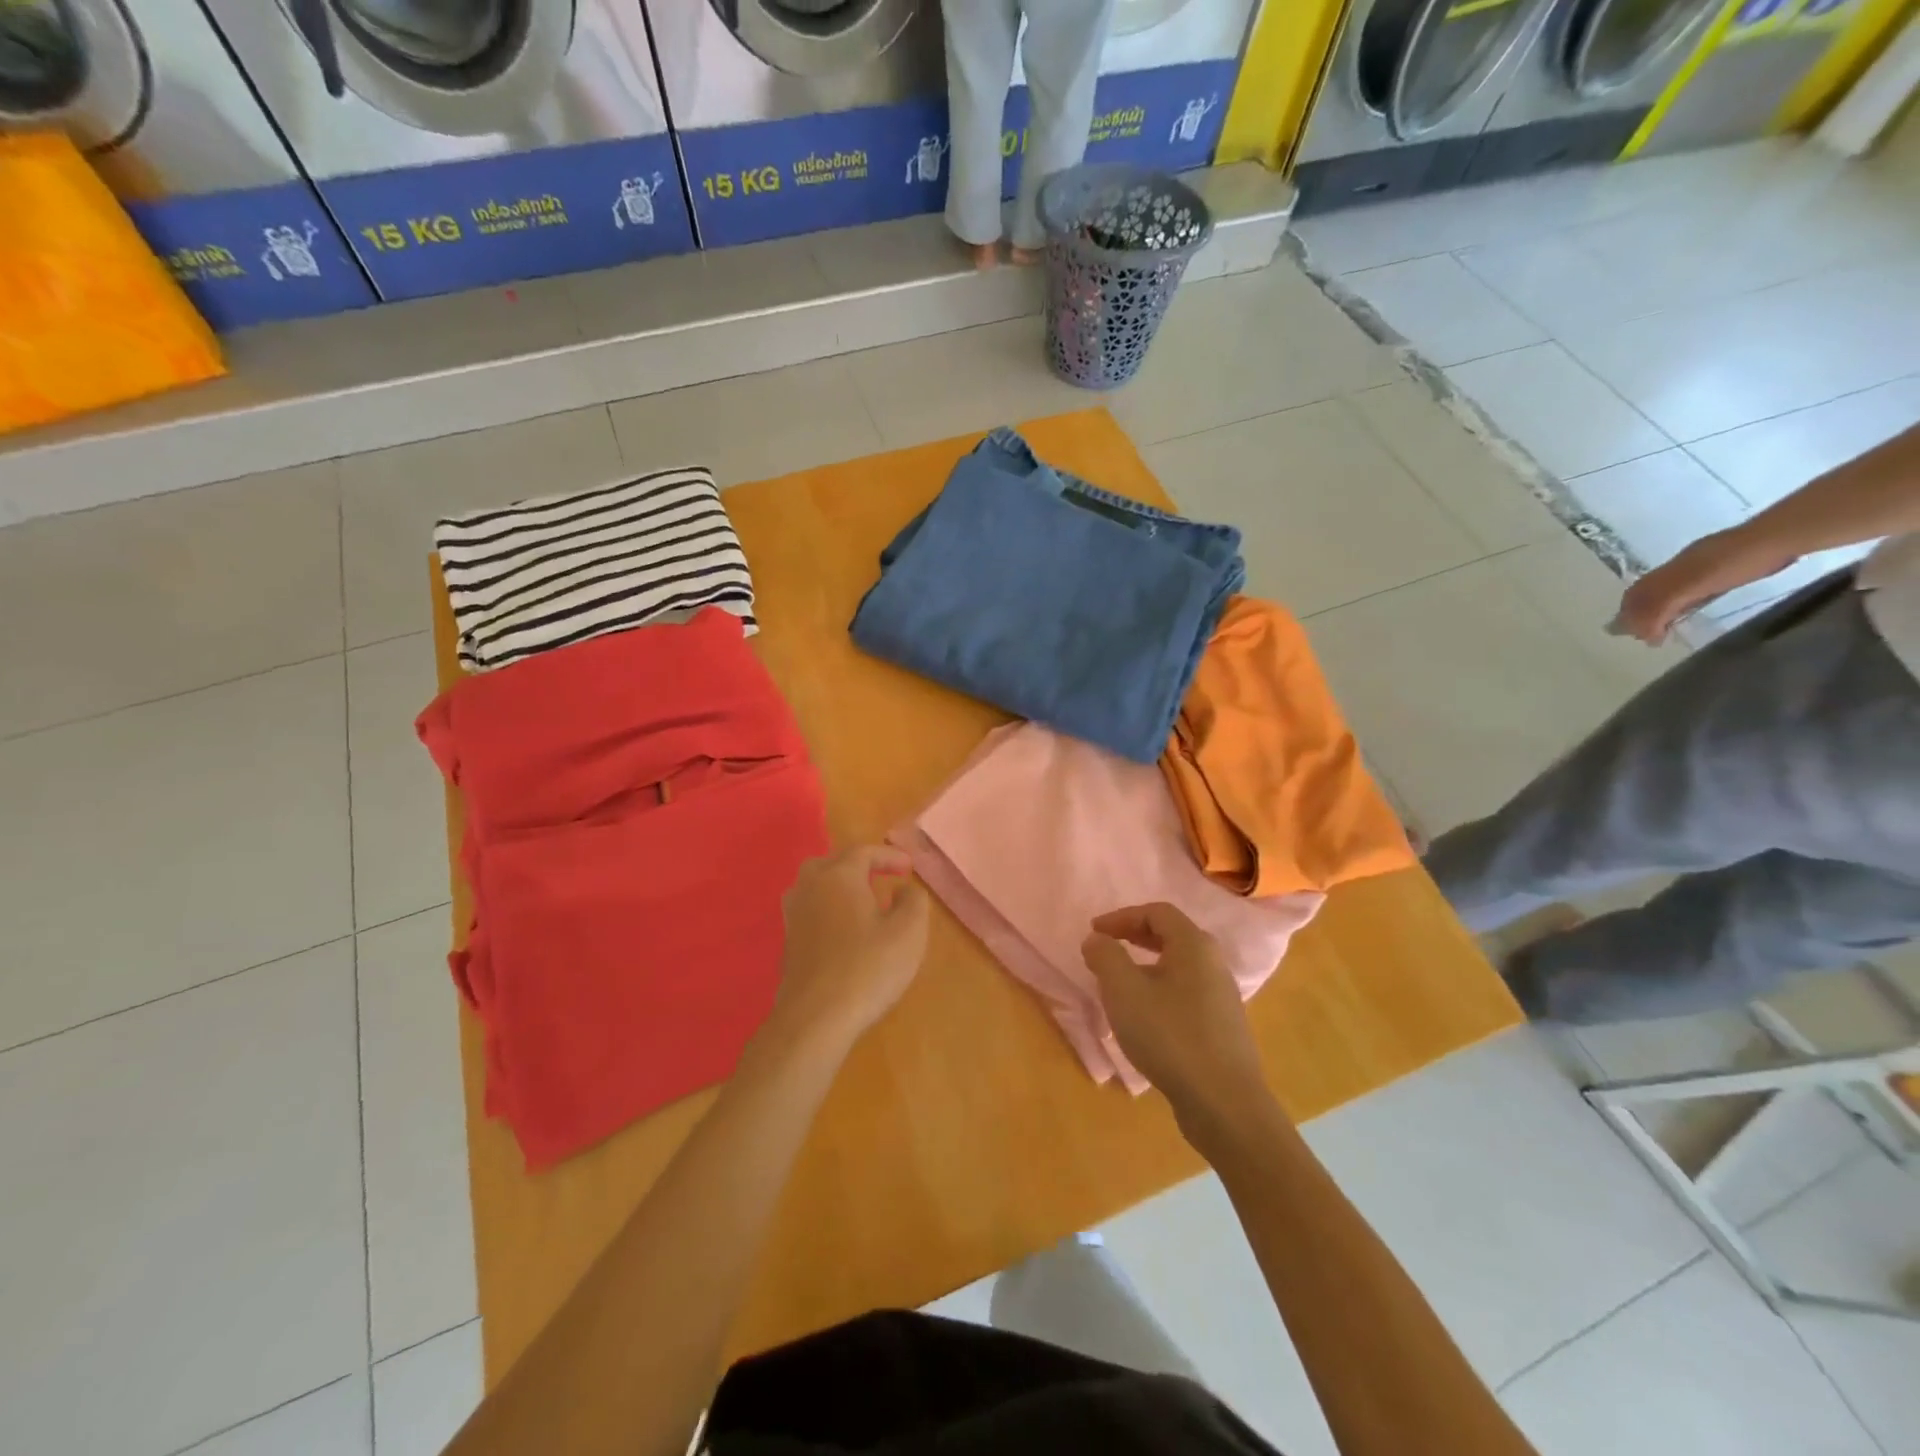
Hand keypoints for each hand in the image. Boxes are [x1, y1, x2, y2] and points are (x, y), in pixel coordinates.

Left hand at [771, 846, 929, 1049]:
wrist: (815, 1018)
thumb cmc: (867, 968)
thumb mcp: (909, 931)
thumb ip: (913, 900)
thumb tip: (903, 889)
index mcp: (838, 876)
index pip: (864, 852)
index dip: (889, 855)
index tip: (909, 868)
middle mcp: (810, 887)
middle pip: (832, 863)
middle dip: (859, 866)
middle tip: (883, 878)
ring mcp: (794, 916)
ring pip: (816, 886)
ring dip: (840, 886)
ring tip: (864, 902)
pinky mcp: (788, 943)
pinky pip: (811, 910)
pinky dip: (829, 909)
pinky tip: (846, 931)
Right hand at [1082, 903, 1267, 1124]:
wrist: (1224, 1103)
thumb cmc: (1169, 1036)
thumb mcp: (1124, 991)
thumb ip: (1106, 956)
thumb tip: (1097, 939)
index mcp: (1194, 945)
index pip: (1157, 912)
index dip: (1121, 916)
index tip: (1094, 932)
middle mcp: (1214, 963)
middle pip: (1171, 935)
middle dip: (1134, 937)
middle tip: (1107, 948)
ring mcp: (1222, 996)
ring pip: (1179, 966)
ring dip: (1146, 966)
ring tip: (1120, 985)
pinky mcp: (1223, 1026)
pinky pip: (1186, 992)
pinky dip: (1160, 990)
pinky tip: (1145, 1017)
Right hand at [1613, 529, 1794, 643]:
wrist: (1782, 536)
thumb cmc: (1737, 562)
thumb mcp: (1694, 584)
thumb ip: (1662, 604)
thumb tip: (1631, 629)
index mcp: (1669, 571)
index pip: (1637, 596)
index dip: (1633, 617)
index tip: (1648, 640)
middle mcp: (1679, 567)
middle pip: (1647, 592)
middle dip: (1639, 614)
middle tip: (1648, 637)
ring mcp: (1702, 565)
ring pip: (1667, 590)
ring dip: (1658, 610)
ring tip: (1664, 627)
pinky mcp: (1724, 566)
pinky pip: (1690, 587)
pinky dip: (1681, 602)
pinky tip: (1690, 608)